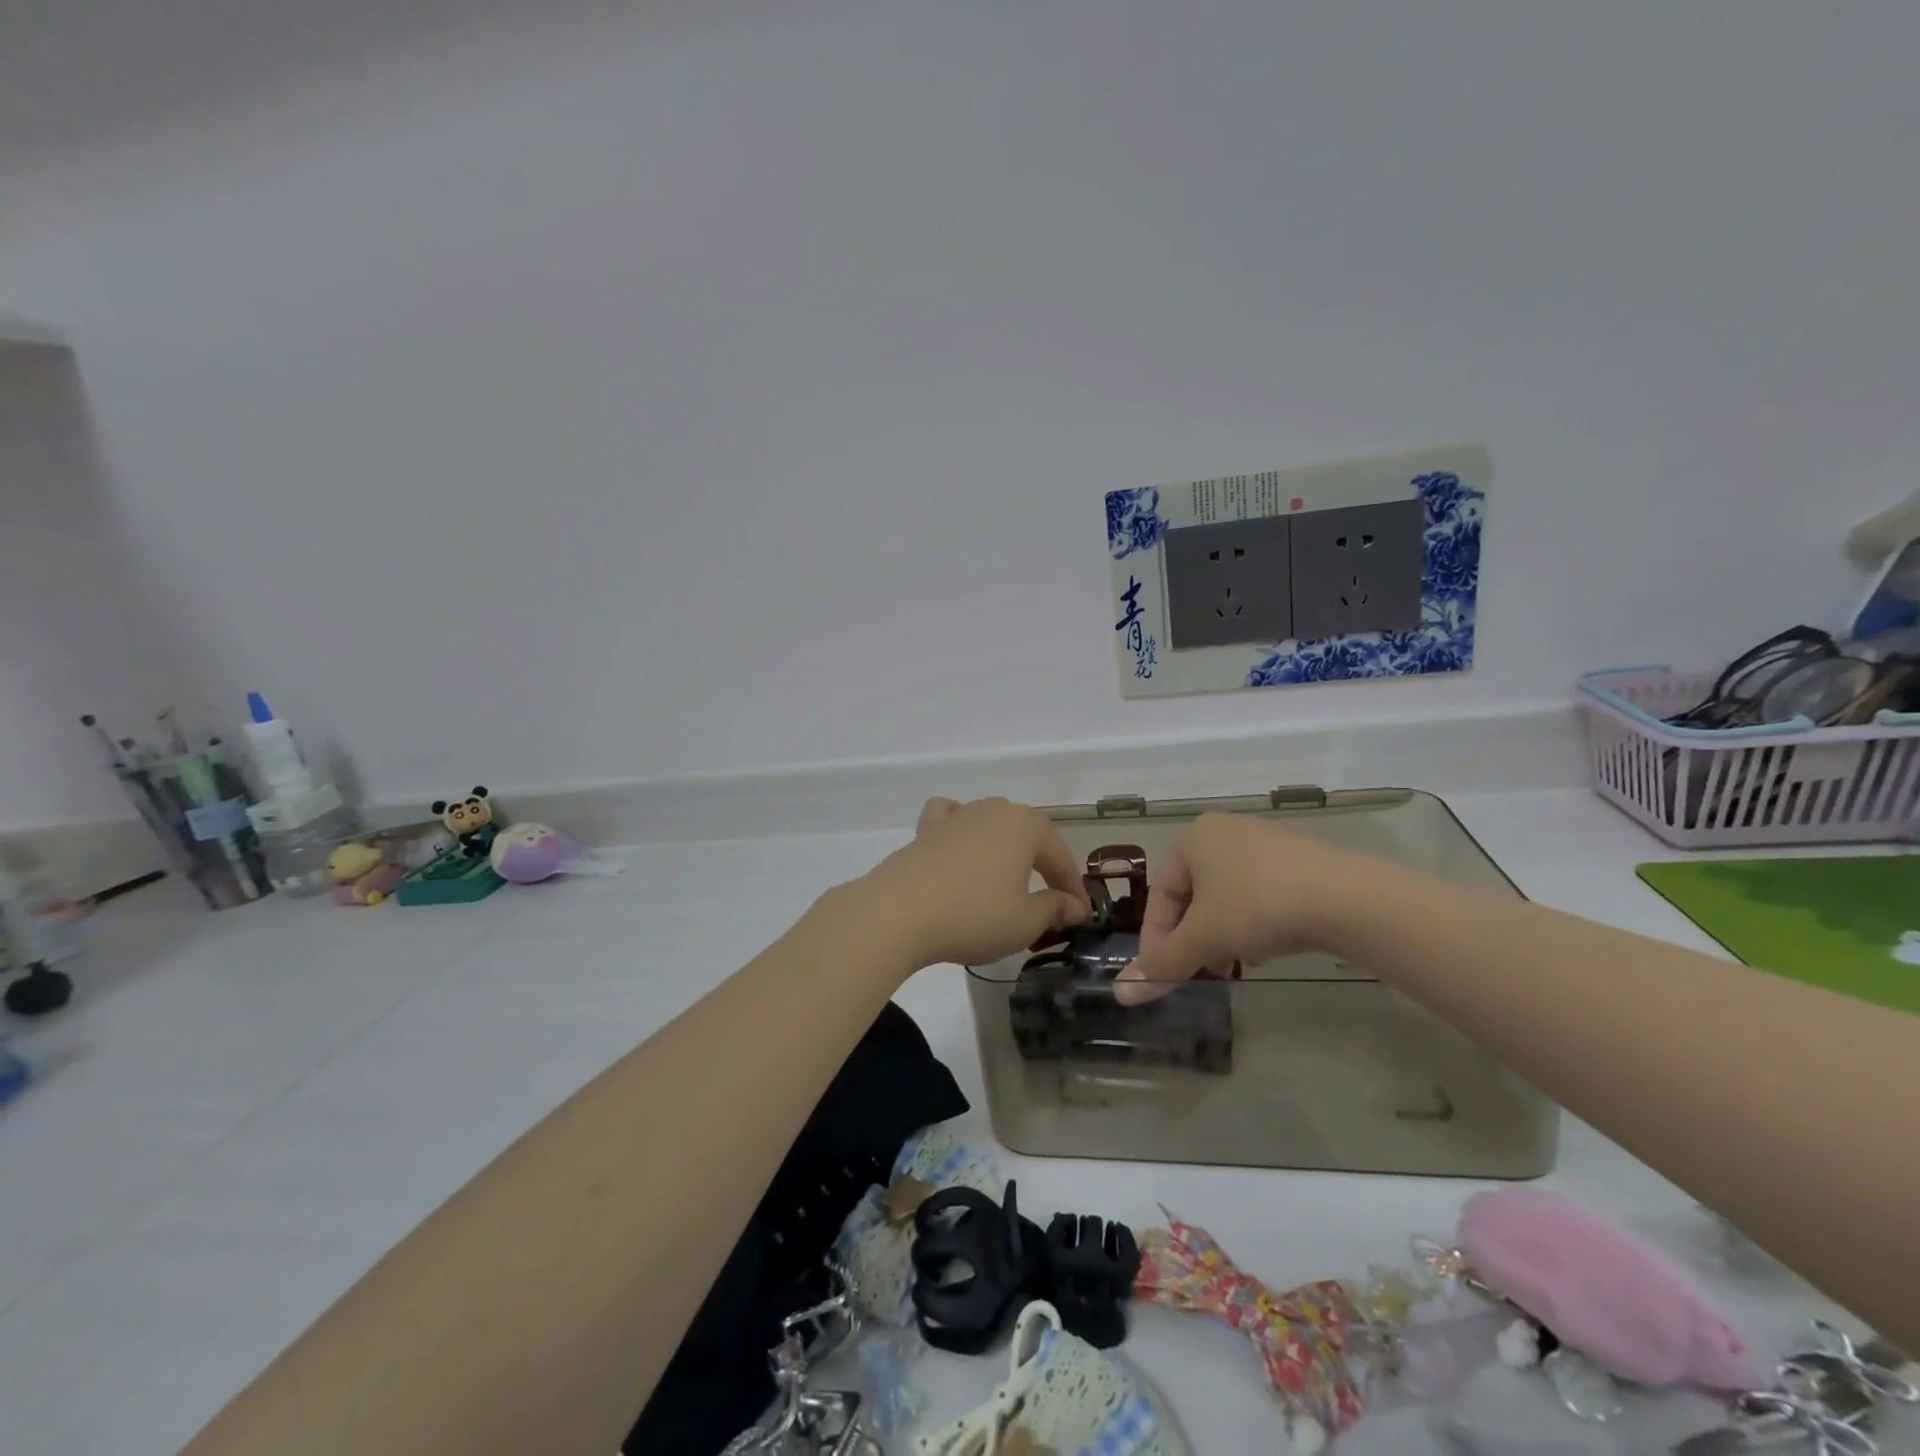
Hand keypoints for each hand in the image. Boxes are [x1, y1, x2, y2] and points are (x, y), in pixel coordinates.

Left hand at [850, 797, 1093, 968]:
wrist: (898, 913)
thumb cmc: (973, 916)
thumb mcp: (1025, 921)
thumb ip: (1056, 908)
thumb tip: (1075, 905)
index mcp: (1025, 826)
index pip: (1060, 857)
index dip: (1074, 888)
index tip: (1082, 915)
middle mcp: (993, 810)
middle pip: (1029, 837)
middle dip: (1043, 867)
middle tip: (1051, 902)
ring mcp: (957, 816)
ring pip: (992, 825)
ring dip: (1006, 850)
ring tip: (1008, 880)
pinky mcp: (925, 830)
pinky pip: (951, 819)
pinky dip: (961, 828)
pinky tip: (960, 845)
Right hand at [1114, 813, 1357, 1004]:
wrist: (1345, 898)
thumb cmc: (1257, 906)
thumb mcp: (1203, 938)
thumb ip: (1162, 964)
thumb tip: (1121, 993)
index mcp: (1193, 838)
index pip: (1160, 893)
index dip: (1156, 938)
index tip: (1163, 974)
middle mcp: (1224, 831)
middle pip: (1192, 894)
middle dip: (1191, 937)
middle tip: (1198, 971)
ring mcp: (1263, 841)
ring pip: (1225, 895)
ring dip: (1220, 932)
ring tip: (1231, 963)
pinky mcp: (1297, 859)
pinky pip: (1258, 892)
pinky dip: (1251, 921)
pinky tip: (1265, 945)